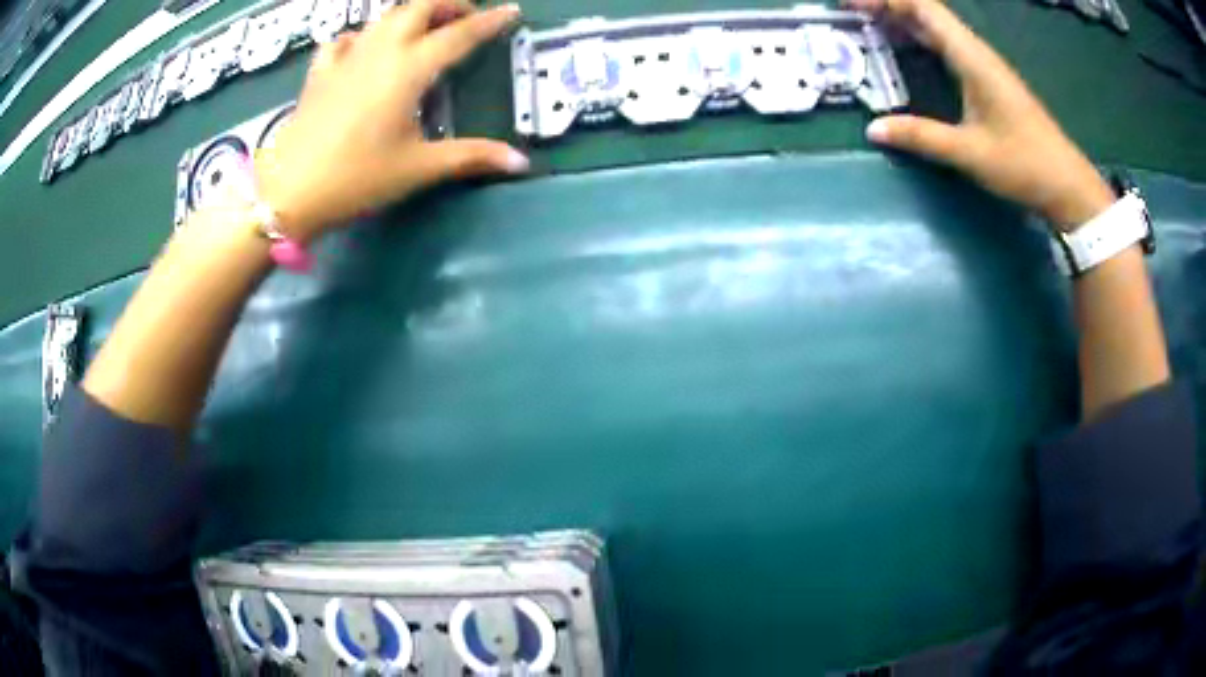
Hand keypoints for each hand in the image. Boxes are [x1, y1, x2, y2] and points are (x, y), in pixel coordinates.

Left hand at [255, 0, 528, 240]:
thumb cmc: (356, 178)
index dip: (488, 22)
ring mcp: (346, 59)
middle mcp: (379, 52)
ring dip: (410, 13)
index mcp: (409, 70)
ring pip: (383, 17)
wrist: (289, 192)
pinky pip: (344, 40)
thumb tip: (520, 162)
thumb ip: (470, 157)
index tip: (510, 11)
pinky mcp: (320, 73)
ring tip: (425, 27)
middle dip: (447, 4)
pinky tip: (365, 48)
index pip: (458, 35)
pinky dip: (362, 36)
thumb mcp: (418, 168)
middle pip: (418, 8)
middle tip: (466, 17)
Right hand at [850, 0, 1113, 229]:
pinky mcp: (989, 81)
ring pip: (937, 28)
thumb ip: (921, 137)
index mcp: (971, 57)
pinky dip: (921, 41)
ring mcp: (984, 66)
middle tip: (852, 15)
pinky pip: (947, 47)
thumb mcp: (969, 153)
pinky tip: (907, 51)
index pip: (923, 7)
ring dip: (903, 21)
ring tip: (869, 26)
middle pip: (927, 12)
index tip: (851, 4)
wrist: (1066, 184)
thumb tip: (874, 129)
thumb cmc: (1023, 164)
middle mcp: (976, 53)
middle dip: (888, 6)